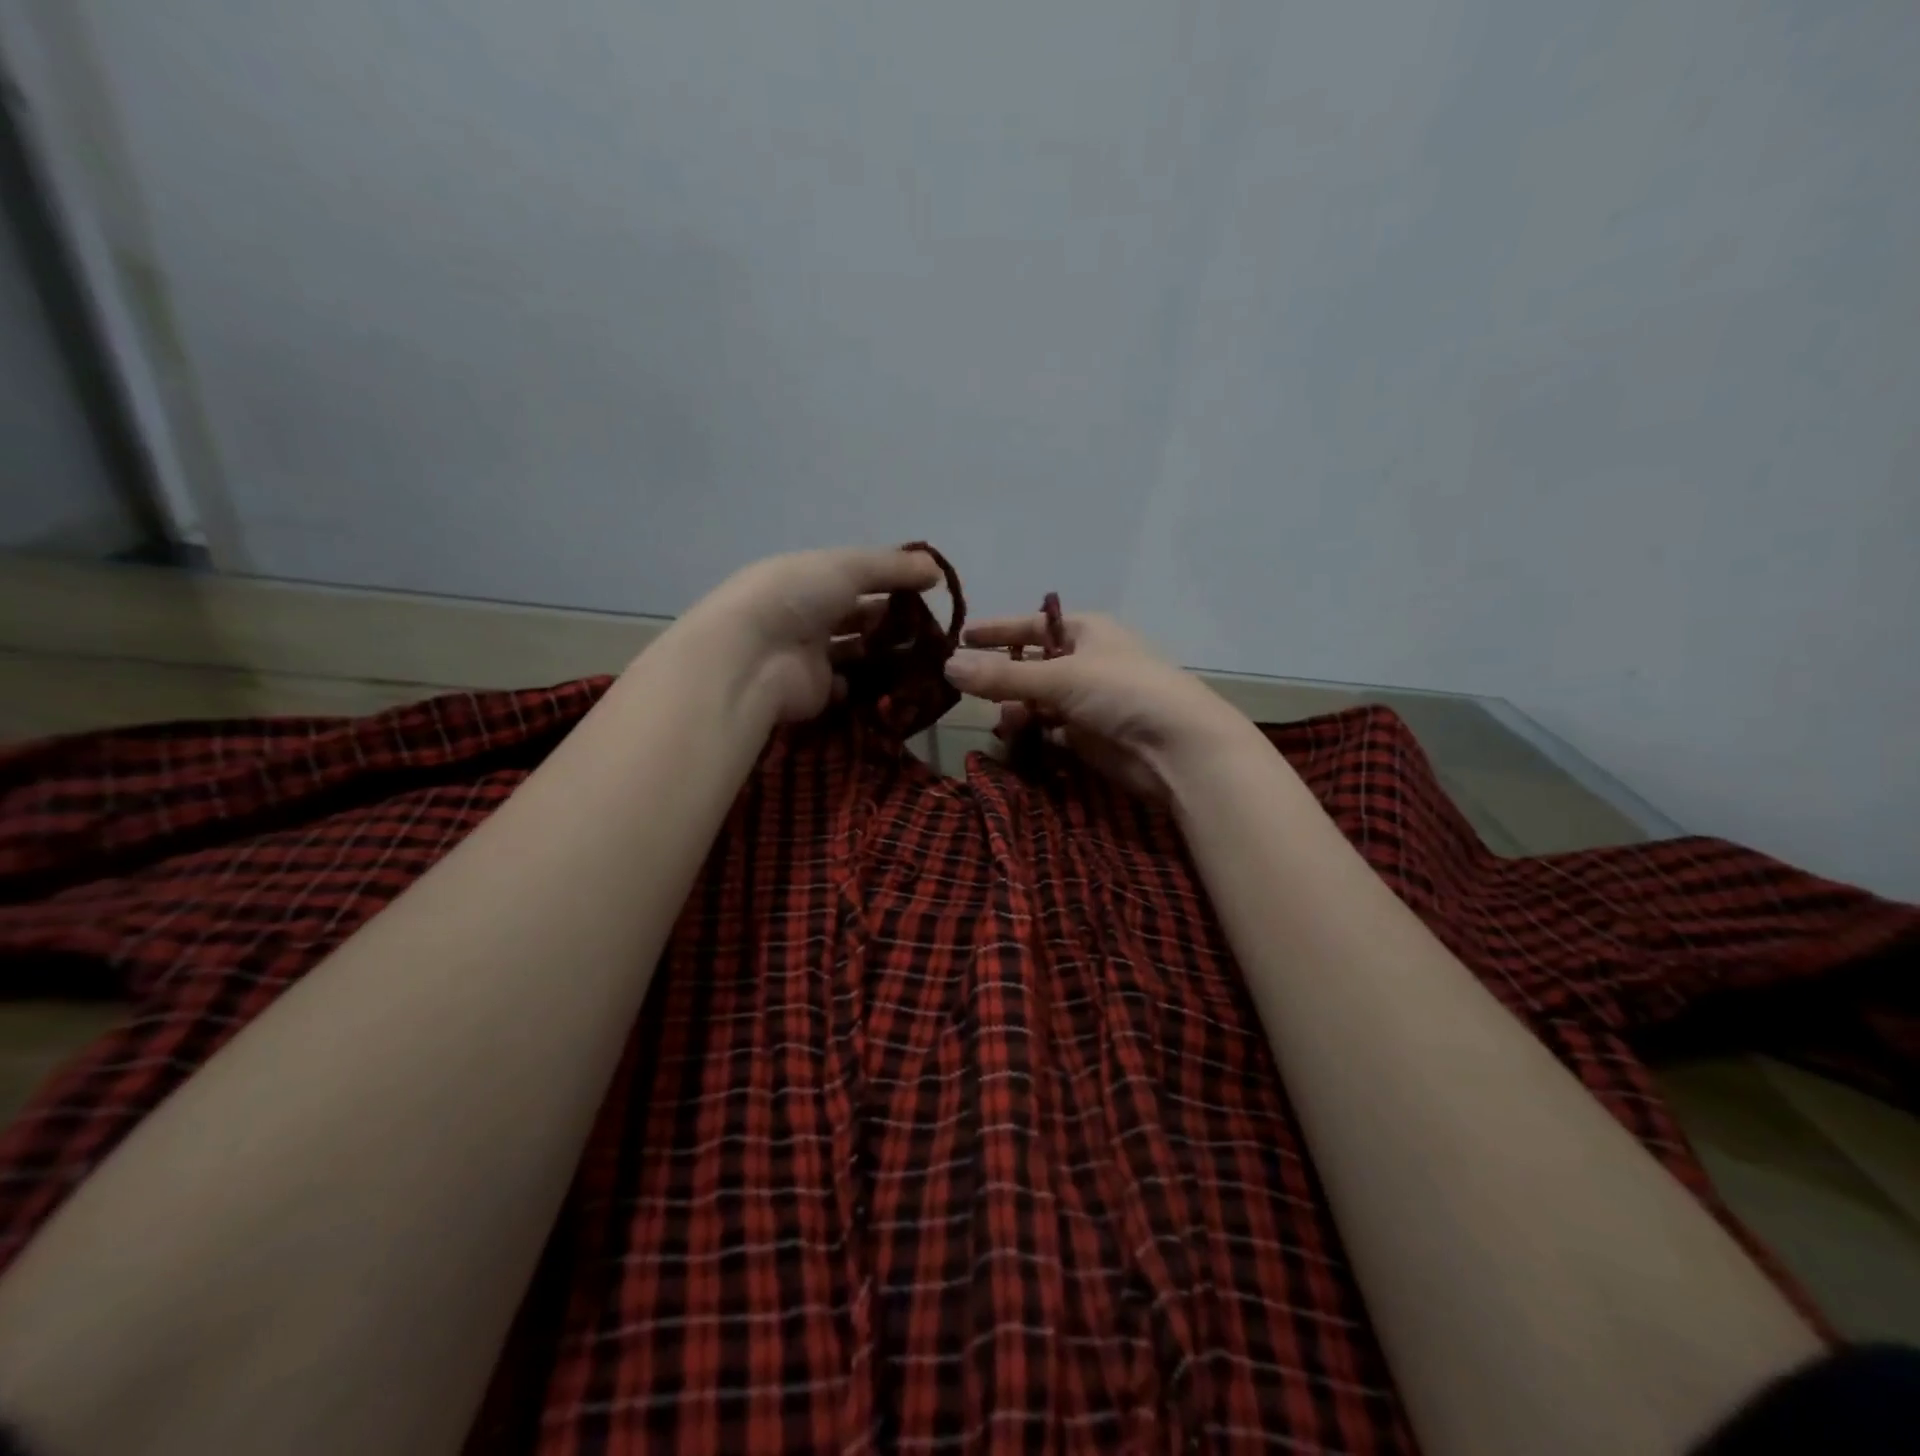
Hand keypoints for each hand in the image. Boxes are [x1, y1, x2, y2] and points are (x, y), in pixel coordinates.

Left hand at [674, 546, 941, 724]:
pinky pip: (851, 688)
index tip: (927, 590)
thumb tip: (936, 571)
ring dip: (886, 653)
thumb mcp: (847, 566)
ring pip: (856, 653)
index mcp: (806, 579)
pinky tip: (901, 680)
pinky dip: (872, 685)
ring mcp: (810, 657)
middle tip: (930, 628)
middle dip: (890, 621)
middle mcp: (805, 616)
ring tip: (926, 655)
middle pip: (856, 617)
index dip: (889, 582)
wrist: (754, 658)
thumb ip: (893, 567)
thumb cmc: (796, 597)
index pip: (854, 577)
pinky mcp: (817, 693)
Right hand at [943, 612, 1259, 799]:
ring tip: (995, 721)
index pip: (1033, 625)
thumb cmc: (1122, 692)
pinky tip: (1013, 739)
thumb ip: (1002, 676)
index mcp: (1087, 631)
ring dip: (1015, 708)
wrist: (1177, 748)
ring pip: (1039, 701)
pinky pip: (1050, 730)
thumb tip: (946, 666)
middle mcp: (1087, 662)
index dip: (998, 631)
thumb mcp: (1059, 677)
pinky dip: (1031, 733)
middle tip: (962, 687)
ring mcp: (1090, 701)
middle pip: (1033, 665)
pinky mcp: (1090, 736)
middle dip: (1001, 676)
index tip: (961, 636)